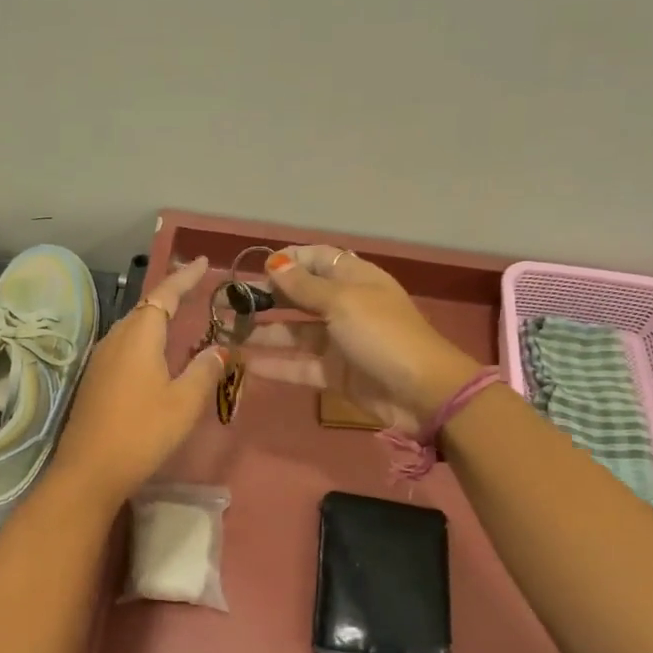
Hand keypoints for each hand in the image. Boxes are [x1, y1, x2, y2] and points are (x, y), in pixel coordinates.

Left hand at [49, 255, 223, 504]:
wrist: (89, 471)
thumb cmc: (142, 432)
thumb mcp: (184, 402)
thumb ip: (203, 371)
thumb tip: (217, 350)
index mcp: (139, 335)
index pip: (165, 294)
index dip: (184, 277)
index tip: (202, 262)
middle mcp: (116, 339)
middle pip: (146, 307)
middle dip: (171, 295)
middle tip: (195, 288)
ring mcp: (101, 359)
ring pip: (133, 327)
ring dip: (157, 318)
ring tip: (180, 318)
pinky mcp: (95, 379)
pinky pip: (125, 346)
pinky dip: (145, 340)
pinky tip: (156, 356)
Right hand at [245, 245, 480, 432]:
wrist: (422, 392)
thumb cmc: (383, 335)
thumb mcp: (343, 302)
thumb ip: (305, 286)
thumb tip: (275, 263)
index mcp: (355, 279)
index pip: (318, 259)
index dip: (289, 261)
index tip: (257, 269)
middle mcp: (345, 306)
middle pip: (301, 297)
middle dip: (268, 298)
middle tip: (231, 304)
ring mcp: (340, 342)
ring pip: (295, 333)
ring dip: (265, 332)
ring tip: (229, 334)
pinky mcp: (335, 373)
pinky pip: (299, 365)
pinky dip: (275, 365)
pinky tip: (246, 364)